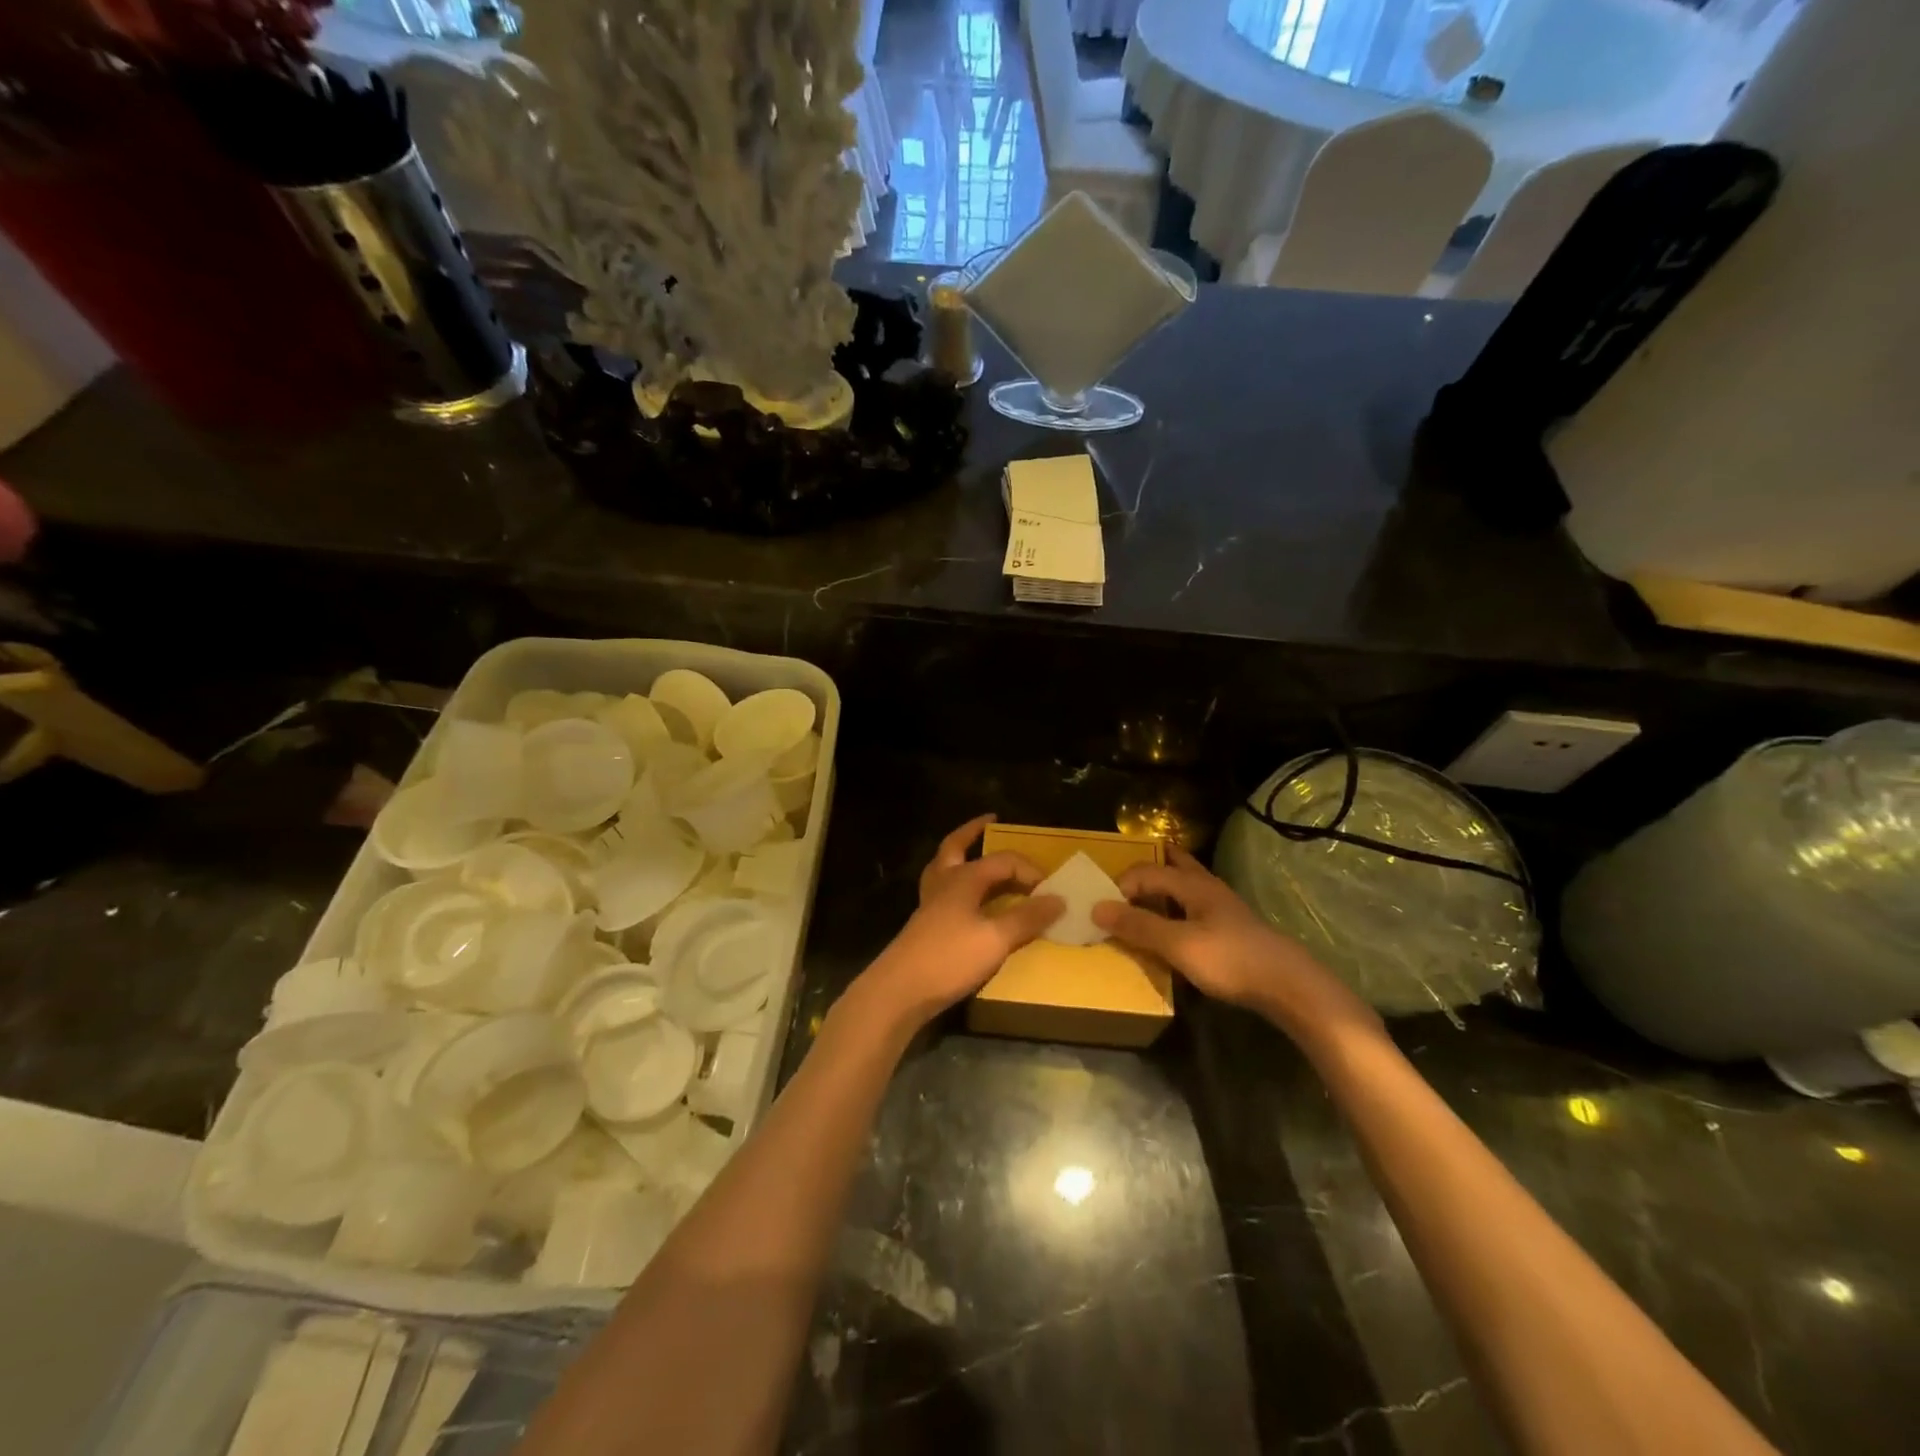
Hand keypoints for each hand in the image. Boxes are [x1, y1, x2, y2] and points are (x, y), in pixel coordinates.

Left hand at [856, 815, 1062, 1029]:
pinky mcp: (926, 924)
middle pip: (956, 846)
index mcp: (963, 878)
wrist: (900, 991)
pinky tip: (969, 900)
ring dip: (962, 856)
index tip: (1051, 889)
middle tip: (990, 823)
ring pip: (945, 867)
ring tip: (978, 855)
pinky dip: (960, 885)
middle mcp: (944, 883)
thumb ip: (1026, 917)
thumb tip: (1058, 899)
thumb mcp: (995, 939)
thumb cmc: (949, 958)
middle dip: (973, 832)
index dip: (1029, 870)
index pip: (1003, 860)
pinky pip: (945, 891)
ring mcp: (931, 903)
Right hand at [1092, 846, 1379, 1035]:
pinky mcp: (1231, 930)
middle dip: (1148, 868)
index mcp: (1193, 885)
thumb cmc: (1230, 960)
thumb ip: (1138, 925)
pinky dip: (1175, 909)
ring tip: (1141, 903)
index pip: (1147, 871)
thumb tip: (1097, 907)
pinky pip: (1194, 908)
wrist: (1288, 986)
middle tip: (1122, 880)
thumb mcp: (1177, 944)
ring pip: (1186, 887)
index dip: (1121, 885)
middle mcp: (1208, 888)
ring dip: (1162, 888)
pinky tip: (1173, 929)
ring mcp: (1223, 908)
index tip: (1103, 908)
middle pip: (1174, 865)